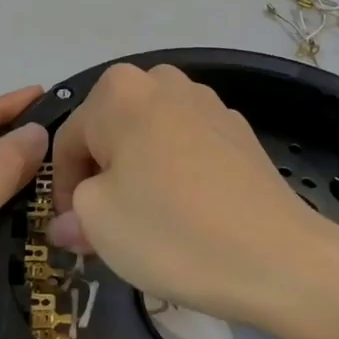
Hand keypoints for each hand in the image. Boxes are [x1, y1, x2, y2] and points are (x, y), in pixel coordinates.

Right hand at [49, 64, 338, 337]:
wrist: (277, 256)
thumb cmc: (170, 231)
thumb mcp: (99, 224)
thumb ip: (73, 212)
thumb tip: (68, 221)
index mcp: (118, 91)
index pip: (68, 138)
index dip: (62, 187)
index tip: (73, 229)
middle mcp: (162, 81)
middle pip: (111, 130)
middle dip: (102, 174)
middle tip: (105, 225)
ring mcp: (207, 102)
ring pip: (150, 136)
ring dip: (138, 171)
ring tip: (147, 219)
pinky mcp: (239, 130)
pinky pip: (187, 146)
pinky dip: (176, 172)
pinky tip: (188, 212)